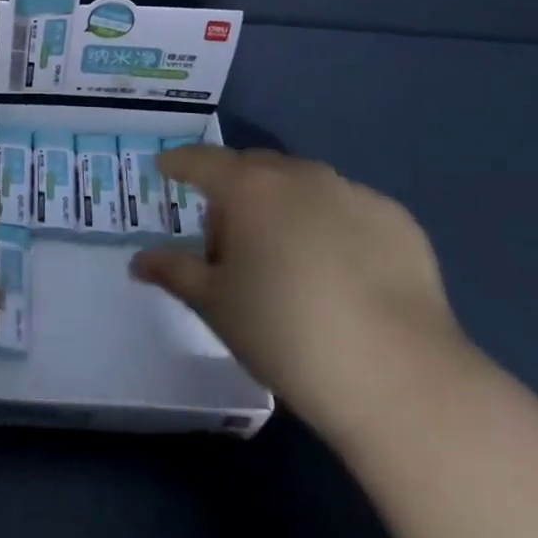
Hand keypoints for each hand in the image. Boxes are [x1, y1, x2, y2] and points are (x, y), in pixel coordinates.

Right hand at [132, 146, 465, 444]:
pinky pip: (348, 209)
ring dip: (285, 206)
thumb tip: (139, 261)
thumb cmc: (286, 334)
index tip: (166, 169)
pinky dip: (333, 226)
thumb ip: (175, 272)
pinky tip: (342, 274)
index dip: (179, 163)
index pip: (201, 161)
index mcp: (249, 188)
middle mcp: (300, 175)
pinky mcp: (396, 218)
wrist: (398, 376)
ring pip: (304, 185)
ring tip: (289, 259)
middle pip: (254, 168)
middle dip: (235, 192)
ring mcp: (352, 192)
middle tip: (230, 241)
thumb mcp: (217, 306)